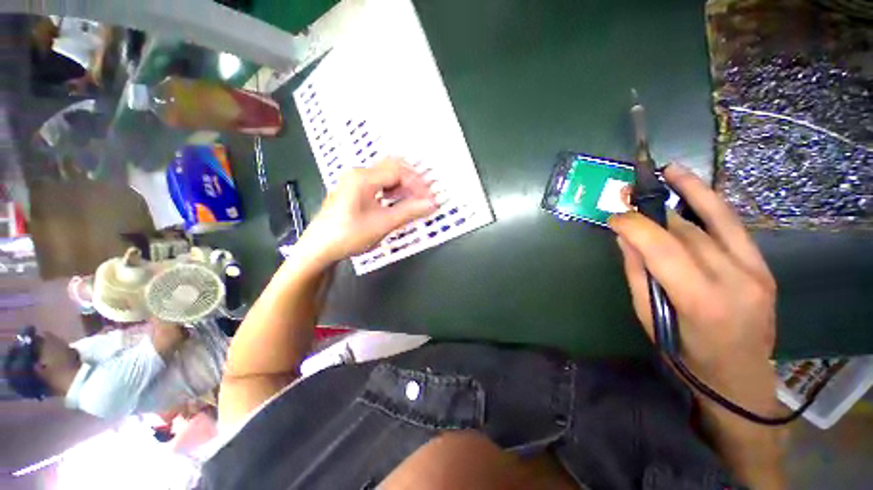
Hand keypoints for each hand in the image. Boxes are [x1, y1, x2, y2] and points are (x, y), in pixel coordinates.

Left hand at [299, 158, 437, 264]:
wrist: (319, 249)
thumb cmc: (349, 235)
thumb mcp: (383, 224)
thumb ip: (409, 211)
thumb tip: (432, 204)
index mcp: (363, 177)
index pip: (399, 171)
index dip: (418, 184)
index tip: (430, 199)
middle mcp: (358, 174)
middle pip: (392, 167)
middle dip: (412, 181)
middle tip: (424, 196)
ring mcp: (354, 182)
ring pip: (385, 175)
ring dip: (402, 186)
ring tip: (415, 200)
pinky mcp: (353, 191)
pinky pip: (378, 184)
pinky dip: (392, 191)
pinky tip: (398, 202)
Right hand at [608, 164, 778, 417]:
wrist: (739, 377)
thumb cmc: (685, 354)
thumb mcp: (649, 318)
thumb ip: (638, 274)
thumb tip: (625, 239)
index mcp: (700, 300)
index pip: (663, 248)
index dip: (635, 226)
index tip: (613, 217)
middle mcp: (734, 279)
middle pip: (685, 232)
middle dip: (651, 212)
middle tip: (627, 196)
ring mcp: (755, 270)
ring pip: (713, 221)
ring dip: (687, 194)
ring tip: (667, 171)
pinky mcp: (763, 266)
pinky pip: (733, 226)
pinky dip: (711, 204)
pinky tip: (695, 186)